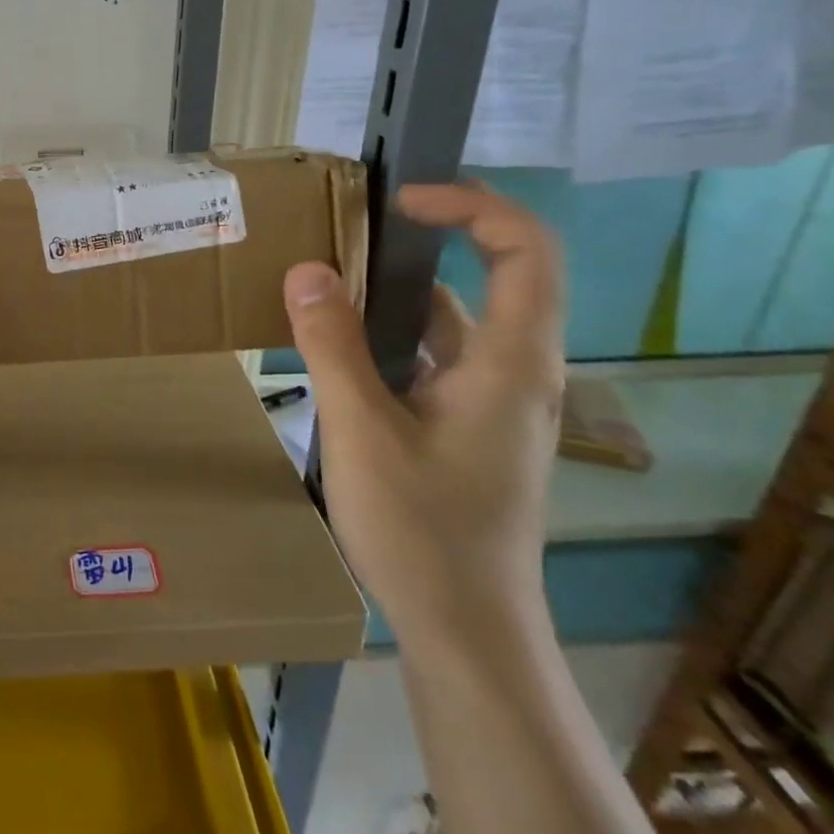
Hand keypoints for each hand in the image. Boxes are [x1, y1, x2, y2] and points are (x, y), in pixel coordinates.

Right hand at [283, 182, 564, 649]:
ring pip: (453, 322)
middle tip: (353, 224)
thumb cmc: (423, 530)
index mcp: (510, 363)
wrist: (464, 632)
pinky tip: (338, 345)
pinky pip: (433, 357)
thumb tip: (307, 269)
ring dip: (397, 292)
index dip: (471, 206)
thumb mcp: (362, 430)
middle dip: (426, 239)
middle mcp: (514, 372)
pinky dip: (390, 336)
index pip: (526, 251)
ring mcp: (492, 402)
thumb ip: (332, 345)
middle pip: (493, 276)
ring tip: (329, 277)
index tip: (401, 201)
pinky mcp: (468, 427)